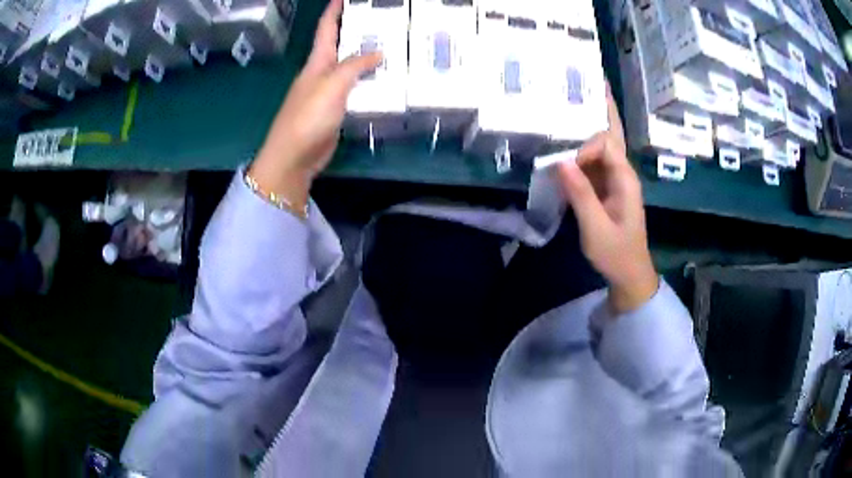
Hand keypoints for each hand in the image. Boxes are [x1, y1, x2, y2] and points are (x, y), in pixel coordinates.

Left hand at [249, 0, 381, 208]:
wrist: (294, 157)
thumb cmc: (307, 117)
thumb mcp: (331, 86)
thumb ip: (355, 66)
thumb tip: (379, 52)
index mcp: (317, 62)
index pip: (326, 29)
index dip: (334, 11)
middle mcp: (323, 72)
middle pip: (342, 45)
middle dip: (359, 30)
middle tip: (384, 21)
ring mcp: (330, 92)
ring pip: (353, 67)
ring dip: (369, 57)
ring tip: (394, 47)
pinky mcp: (337, 110)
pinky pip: (357, 89)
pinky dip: (371, 82)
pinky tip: (386, 80)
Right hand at [556, 86, 657, 313]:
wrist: (629, 273)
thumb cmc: (616, 253)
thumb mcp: (596, 228)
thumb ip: (581, 194)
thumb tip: (560, 161)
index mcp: (625, 178)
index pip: (605, 144)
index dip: (584, 147)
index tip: (565, 165)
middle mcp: (622, 172)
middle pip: (613, 133)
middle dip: (605, 108)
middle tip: (595, 81)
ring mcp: (614, 179)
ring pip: (603, 144)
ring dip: (590, 124)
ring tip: (578, 100)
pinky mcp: (605, 187)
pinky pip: (594, 161)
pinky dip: (581, 148)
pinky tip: (569, 139)